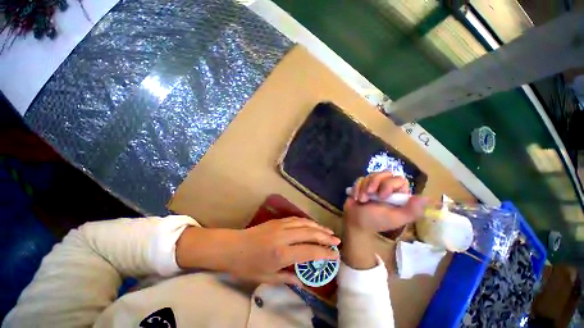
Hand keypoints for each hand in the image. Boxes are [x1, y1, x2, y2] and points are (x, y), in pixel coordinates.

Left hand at [227, 217, 339, 284]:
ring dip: (318, 226)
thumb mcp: (267, 278)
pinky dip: (306, 221)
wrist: (233, 247)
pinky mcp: (277, 220)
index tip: (335, 255)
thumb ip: (287, 278)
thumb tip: (303, 282)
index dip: (324, 254)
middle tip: (337, 240)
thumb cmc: (247, 266)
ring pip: (304, 223)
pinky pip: (296, 219)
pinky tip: (312, 224)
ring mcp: (280, 226)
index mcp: (281, 253)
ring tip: (328, 231)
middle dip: (325, 237)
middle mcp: (283, 236)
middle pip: (309, 233)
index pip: (309, 252)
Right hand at [341, 172, 425, 269]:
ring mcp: (374, 186)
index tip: (382, 196)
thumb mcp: (394, 218)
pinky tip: (355, 197)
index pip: (399, 180)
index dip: (389, 184)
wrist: (353, 221)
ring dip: (364, 187)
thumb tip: (427, 199)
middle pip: (384, 174)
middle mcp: (387, 188)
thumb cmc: (374, 221)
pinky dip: (356, 188)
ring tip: (361, 199)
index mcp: (398, 196)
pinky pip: (360, 178)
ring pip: (371, 175)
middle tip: (369, 195)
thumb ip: (411, 210)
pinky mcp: (362, 185)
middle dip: (373, 183)